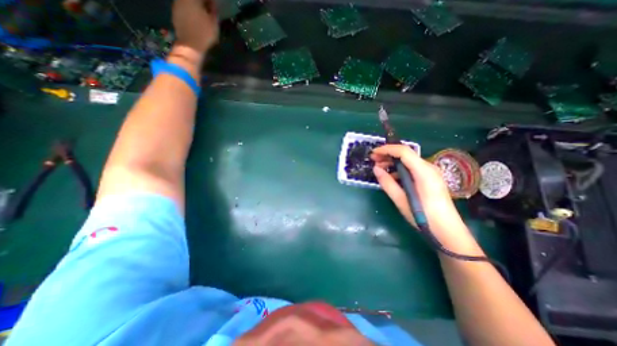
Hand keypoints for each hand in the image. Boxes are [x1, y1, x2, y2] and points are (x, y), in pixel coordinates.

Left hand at [171, 0, 219, 54]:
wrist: (190, 46)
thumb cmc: (204, 34)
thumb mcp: (214, 23)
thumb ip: (214, 11)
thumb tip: (213, 4)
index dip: (210, 2)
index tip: (214, 6)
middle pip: (193, 0)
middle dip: (201, 4)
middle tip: (208, 10)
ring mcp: (176, 6)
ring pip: (187, 3)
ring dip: (194, 7)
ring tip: (202, 16)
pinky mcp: (175, 14)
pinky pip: (183, 9)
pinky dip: (189, 12)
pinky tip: (195, 20)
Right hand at [371, 145, 473, 244]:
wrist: (447, 230)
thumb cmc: (423, 216)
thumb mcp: (401, 200)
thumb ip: (387, 182)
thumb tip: (375, 169)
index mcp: (423, 172)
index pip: (404, 151)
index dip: (387, 149)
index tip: (373, 153)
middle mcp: (428, 168)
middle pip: (406, 154)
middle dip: (388, 154)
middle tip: (373, 160)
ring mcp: (430, 172)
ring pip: (408, 161)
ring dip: (392, 162)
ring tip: (379, 168)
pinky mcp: (429, 178)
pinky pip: (412, 168)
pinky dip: (399, 169)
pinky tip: (391, 176)